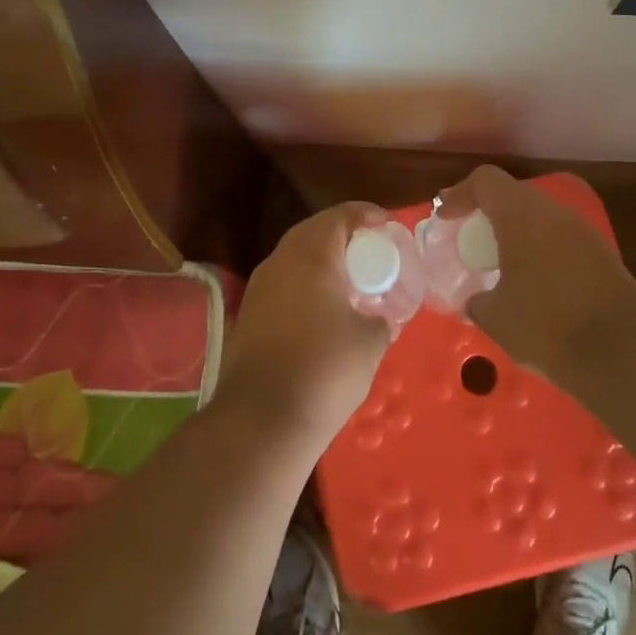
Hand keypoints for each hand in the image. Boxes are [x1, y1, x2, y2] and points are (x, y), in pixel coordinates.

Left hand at [218, 201, 393, 448]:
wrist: (262, 419)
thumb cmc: (324, 369)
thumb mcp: (369, 342)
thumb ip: (380, 319)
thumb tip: (379, 318)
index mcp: (310, 255)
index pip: (340, 216)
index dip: (366, 214)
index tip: (387, 224)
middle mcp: (279, 261)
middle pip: (313, 232)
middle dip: (343, 236)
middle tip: (370, 251)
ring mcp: (258, 288)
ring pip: (294, 259)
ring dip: (321, 262)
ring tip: (349, 281)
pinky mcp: (248, 315)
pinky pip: (283, 285)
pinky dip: (305, 286)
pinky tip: (322, 311)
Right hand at [438, 166, 635, 380]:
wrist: (622, 355)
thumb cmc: (546, 326)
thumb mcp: (495, 317)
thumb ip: (477, 300)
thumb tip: (476, 300)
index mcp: (522, 216)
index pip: (486, 181)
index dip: (460, 194)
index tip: (444, 218)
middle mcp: (554, 214)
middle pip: (514, 195)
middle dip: (488, 212)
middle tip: (469, 238)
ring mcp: (584, 233)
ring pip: (540, 218)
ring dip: (516, 232)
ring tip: (499, 263)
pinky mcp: (603, 257)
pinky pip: (561, 240)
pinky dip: (540, 251)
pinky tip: (534, 284)